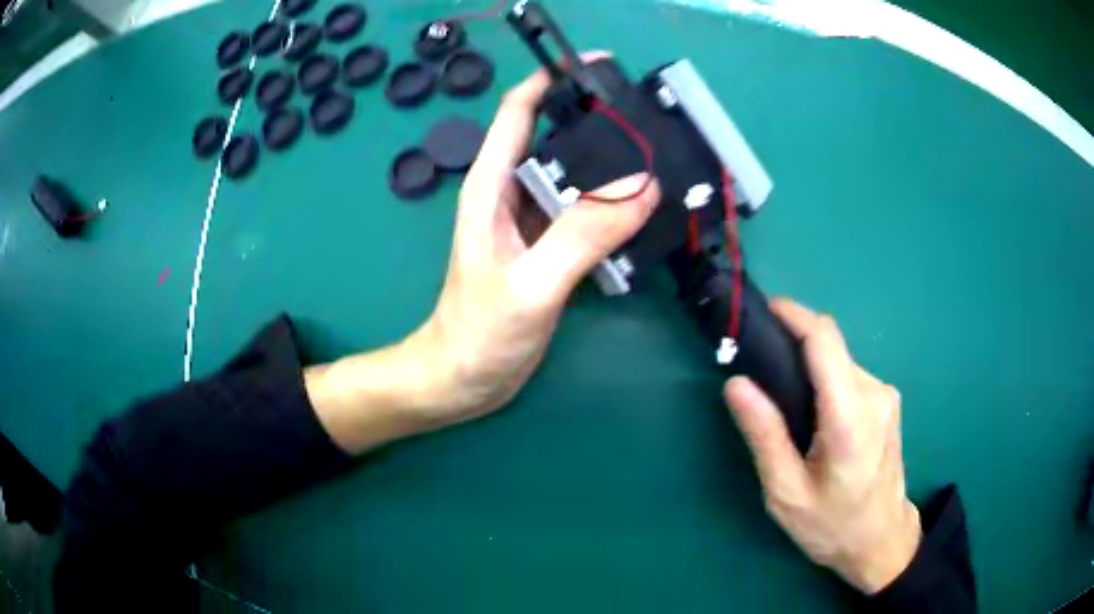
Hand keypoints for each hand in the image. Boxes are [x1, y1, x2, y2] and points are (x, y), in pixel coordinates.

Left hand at [415, 56, 659, 425]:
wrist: (464, 380)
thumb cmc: (479, 333)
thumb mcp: (530, 284)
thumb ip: (582, 234)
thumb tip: (641, 186)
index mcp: (492, 185)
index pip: (519, 111)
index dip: (552, 80)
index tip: (598, 68)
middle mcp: (512, 193)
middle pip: (556, 137)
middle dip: (597, 122)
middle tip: (649, 119)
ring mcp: (532, 222)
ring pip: (576, 176)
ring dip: (611, 166)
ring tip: (659, 159)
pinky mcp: (550, 249)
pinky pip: (585, 213)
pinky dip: (613, 206)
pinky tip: (644, 211)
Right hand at [724, 299, 920, 593]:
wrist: (881, 539)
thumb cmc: (831, 524)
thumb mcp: (786, 492)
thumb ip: (765, 436)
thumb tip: (737, 384)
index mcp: (850, 418)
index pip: (824, 341)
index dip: (793, 316)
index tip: (762, 311)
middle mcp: (874, 394)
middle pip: (831, 349)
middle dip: (795, 349)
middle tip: (761, 376)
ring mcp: (886, 395)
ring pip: (840, 362)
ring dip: (812, 370)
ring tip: (787, 406)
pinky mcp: (888, 401)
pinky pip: (850, 376)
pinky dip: (828, 382)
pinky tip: (815, 416)